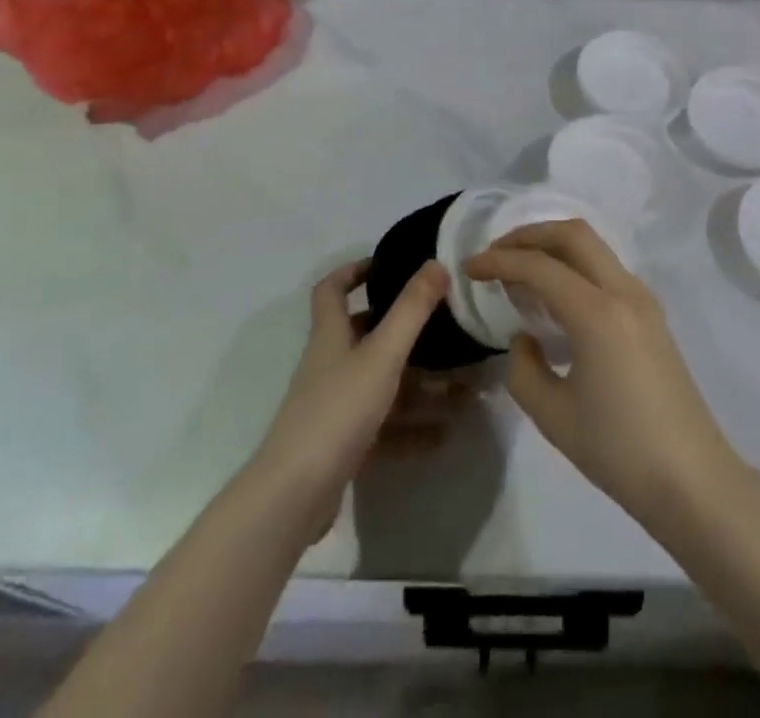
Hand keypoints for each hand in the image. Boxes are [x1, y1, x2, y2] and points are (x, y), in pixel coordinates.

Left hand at [252, 258, 450, 540]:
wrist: (293, 496)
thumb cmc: (336, 411)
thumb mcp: (381, 354)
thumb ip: (411, 310)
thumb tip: (436, 262)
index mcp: (331, 335)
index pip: (333, 289)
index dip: (355, 271)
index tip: (389, 264)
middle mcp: (331, 365)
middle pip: (367, 336)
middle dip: (408, 332)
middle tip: (447, 327)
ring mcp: (336, 408)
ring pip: (384, 385)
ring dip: (423, 385)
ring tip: (465, 387)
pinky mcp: (344, 446)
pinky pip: (386, 427)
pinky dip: (414, 428)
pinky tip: (446, 434)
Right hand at [466, 220, 746, 520]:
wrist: (693, 480)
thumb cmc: (619, 451)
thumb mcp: (554, 416)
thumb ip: (524, 368)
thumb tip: (525, 338)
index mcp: (597, 311)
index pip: (539, 266)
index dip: (499, 262)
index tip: (469, 268)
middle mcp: (623, 291)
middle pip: (573, 234)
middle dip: (529, 235)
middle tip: (496, 254)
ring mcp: (643, 300)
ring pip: (594, 247)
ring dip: (554, 247)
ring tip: (521, 271)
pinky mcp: (652, 315)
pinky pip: (607, 270)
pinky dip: (575, 266)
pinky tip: (556, 296)